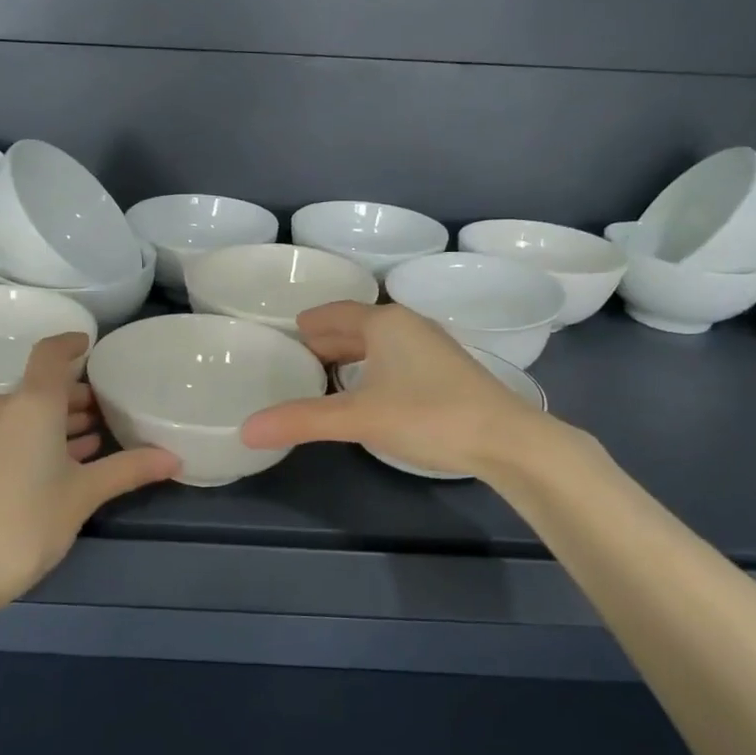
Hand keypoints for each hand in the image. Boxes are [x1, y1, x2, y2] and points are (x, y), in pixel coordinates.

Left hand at [0, 332, 179, 607]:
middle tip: (114, 404)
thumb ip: (129, 469)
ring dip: (63, 417)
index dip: (72, 343)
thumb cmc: (25, 520)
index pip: (51, 353)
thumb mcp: (84, 494)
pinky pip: (18, 431)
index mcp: (32, 403)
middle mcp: (5, 408)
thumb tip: (174, 458)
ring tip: (101, 433)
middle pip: (44, 385)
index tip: (94, 345)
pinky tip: (72, 459)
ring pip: (31, 410)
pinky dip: (45, 436)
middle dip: (79, 391)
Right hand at [241, 301, 576, 478]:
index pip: (335, 313)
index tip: (285, 333)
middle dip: (326, 339)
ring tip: (324, 375)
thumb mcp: (359, 417)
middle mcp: (409, 326)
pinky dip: (372, 368)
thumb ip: (302, 420)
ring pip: (379, 344)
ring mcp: (432, 348)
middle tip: (295, 357)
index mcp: (385, 323)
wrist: (509, 441)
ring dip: (351, 355)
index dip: (309, 322)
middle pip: (357, 326)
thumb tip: (246, 430)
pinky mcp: (447, 373)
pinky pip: (396, 359)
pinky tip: (369, 392)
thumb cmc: (429, 415)